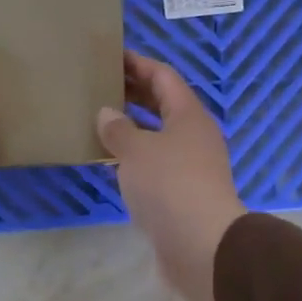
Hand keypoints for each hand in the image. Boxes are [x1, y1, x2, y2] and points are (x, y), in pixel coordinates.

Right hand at [97, 52, 245, 300]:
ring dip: (132, 126)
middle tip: (100, 84)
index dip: (138, 63)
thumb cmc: (170, 185)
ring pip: (158, 135)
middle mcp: (194, 135)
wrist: (202, 246)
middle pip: (163, 103)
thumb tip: (107, 113)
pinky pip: (156, 163)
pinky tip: (112, 160)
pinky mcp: (184, 194)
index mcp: (188, 114)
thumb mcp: (136, 150)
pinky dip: (135, 156)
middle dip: (134, 92)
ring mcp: (192, 166)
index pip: (163, 76)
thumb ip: (118, 128)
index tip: (112, 54)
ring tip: (99, 119)